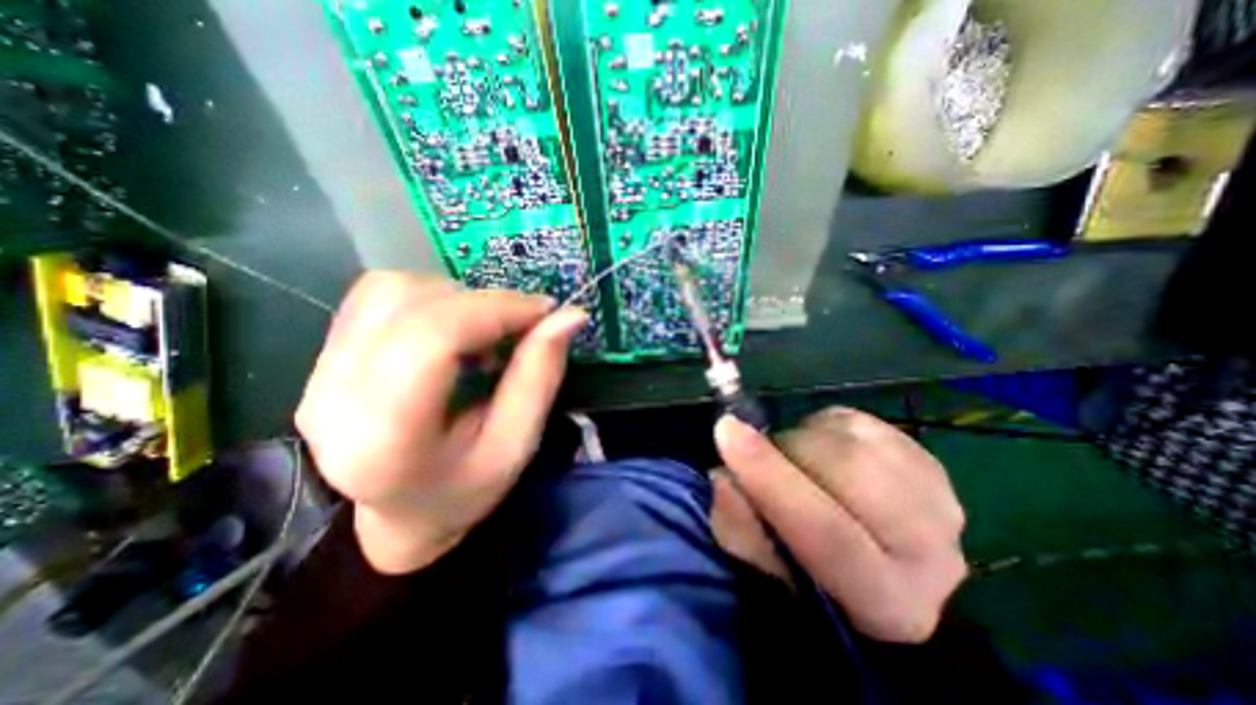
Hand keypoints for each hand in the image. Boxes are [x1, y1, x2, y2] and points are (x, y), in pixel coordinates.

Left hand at [298, 273, 589, 576]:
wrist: (403, 515)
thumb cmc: (467, 489)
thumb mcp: (518, 444)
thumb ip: (541, 376)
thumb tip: (570, 316)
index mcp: (386, 438)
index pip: (432, 338)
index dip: (495, 309)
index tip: (544, 311)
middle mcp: (334, 399)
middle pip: (410, 305)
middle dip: (482, 303)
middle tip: (522, 324)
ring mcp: (318, 375)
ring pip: (390, 290)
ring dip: (455, 299)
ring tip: (485, 333)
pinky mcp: (323, 359)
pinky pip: (377, 296)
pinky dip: (429, 299)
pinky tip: (452, 330)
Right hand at [712, 406, 962, 644]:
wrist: (868, 548)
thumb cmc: (804, 564)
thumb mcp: (759, 558)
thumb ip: (737, 523)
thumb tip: (725, 478)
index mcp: (886, 603)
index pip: (829, 534)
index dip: (771, 478)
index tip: (726, 431)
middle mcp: (932, 556)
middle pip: (848, 470)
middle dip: (788, 450)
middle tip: (762, 454)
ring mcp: (939, 499)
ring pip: (852, 438)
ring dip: (803, 440)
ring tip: (794, 460)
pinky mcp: (928, 458)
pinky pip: (857, 422)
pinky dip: (822, 429)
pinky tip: (822, 451)